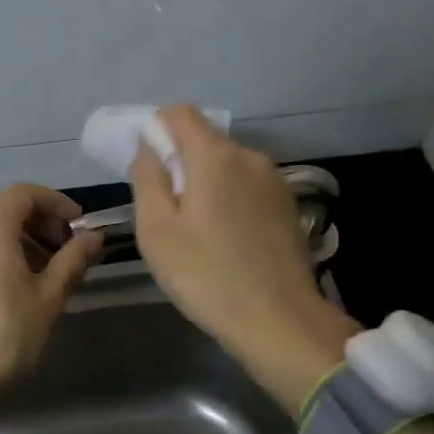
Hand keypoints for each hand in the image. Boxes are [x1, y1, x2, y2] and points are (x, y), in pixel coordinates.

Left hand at [0, 183, 103, 425]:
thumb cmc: (3, 336)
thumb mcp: (48, 298)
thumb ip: (73, 260)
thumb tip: (94, 237)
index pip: (24, 194)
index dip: (56, 203)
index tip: (79, 225)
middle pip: (4, 211)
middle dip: (40, 224)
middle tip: (67, 250)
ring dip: (19, 243)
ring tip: (45, 274)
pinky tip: (14, 290)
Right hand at [129, 105, 358, 413]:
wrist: (279, 321)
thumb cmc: (207, 275)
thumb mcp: (157, 230)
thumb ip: (148, 177)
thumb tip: (147, 145)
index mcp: (215, 155)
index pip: (180, 112)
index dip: (156, 128)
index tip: (145, 163)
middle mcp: (249, 156)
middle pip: (205, 138)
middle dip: (180, 160)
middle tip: (165, 206)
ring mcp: (274, 179)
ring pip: (227, 164)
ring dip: (206, 181)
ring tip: (197, 228)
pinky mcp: (288, 204)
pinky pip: (247, 185)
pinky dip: (230, 197)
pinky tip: (226, 237)